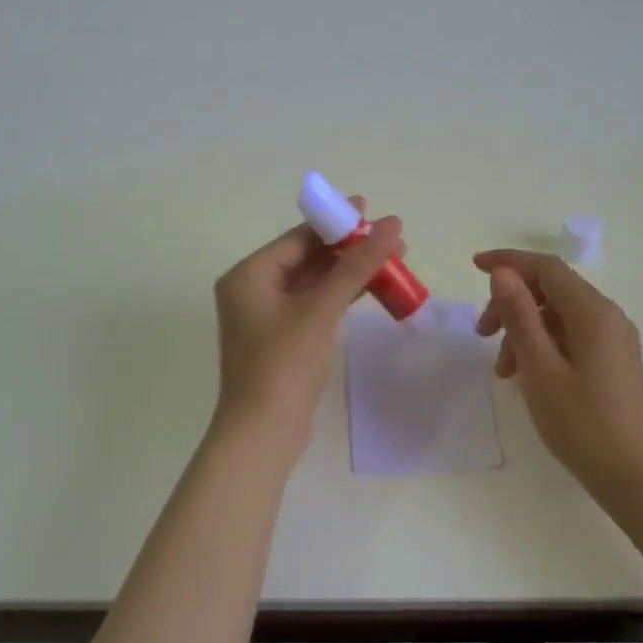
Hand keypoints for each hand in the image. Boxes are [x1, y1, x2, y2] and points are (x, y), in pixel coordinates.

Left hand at [213, 201, 405, 438]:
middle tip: (393, 241)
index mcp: (249, 275)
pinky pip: (314, 305)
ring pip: (313, 282)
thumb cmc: (284, 363)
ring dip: (349, 273)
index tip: (372, 210)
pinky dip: (340, 296)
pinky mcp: (282, 339)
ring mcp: (266, 317)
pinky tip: (371, 290)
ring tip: (393, 262)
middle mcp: (252, 290)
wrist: (263, 432)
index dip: (337, 222)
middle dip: (349, 249)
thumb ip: (356, 265)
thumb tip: (392, 225)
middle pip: (307, 257)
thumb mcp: (321, 309)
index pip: (298, 237)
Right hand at [473, 250, 642, 512]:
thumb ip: (520, 315)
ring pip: (558, 316)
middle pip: (552, 290)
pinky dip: (542, 346)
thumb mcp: (540, 368)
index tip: (473, 267)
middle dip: (511, 303)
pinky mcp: (613, 361)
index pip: (546, 268)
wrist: (635, 478)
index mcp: (593, 312)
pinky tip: (526, 376)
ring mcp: (613, 340)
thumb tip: (503, 273)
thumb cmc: (583, 424)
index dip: (509, 262)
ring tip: (504, 371)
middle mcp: (608, 317)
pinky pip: (570, 337)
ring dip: (524, 330)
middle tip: (481, 334)